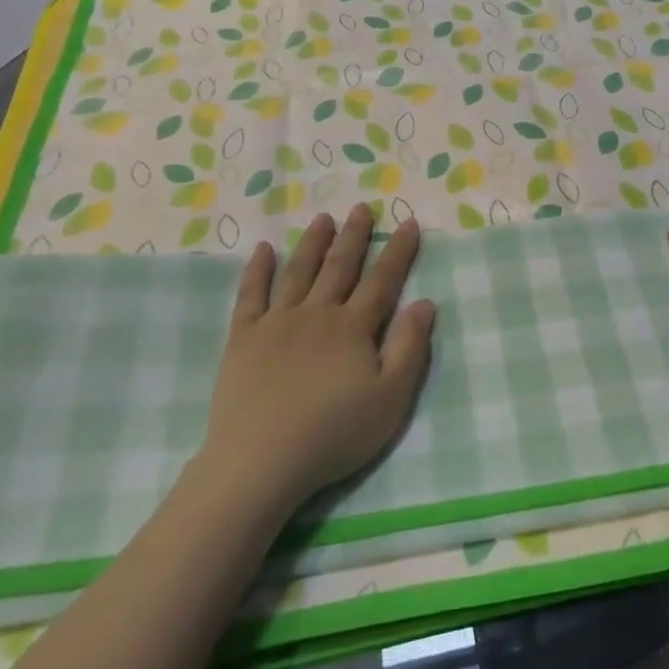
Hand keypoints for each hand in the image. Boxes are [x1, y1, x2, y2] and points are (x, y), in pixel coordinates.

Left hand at [199, 204, 434, 510]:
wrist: (261, 460)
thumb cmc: (334, 434)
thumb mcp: (390, 398)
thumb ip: (410, 348)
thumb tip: (424, 302)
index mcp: (353, 328)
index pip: (382, 281)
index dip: (398, 251)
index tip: (408, 223)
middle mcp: (317, 314)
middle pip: (339, 267)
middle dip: (354, 236)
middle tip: (361, 207)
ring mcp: (277, 323)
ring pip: (299, 272)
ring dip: (312, 243)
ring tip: (323, 218)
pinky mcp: (243, 338)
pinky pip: (251, 295)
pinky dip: (257, 271)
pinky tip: (262, 250)